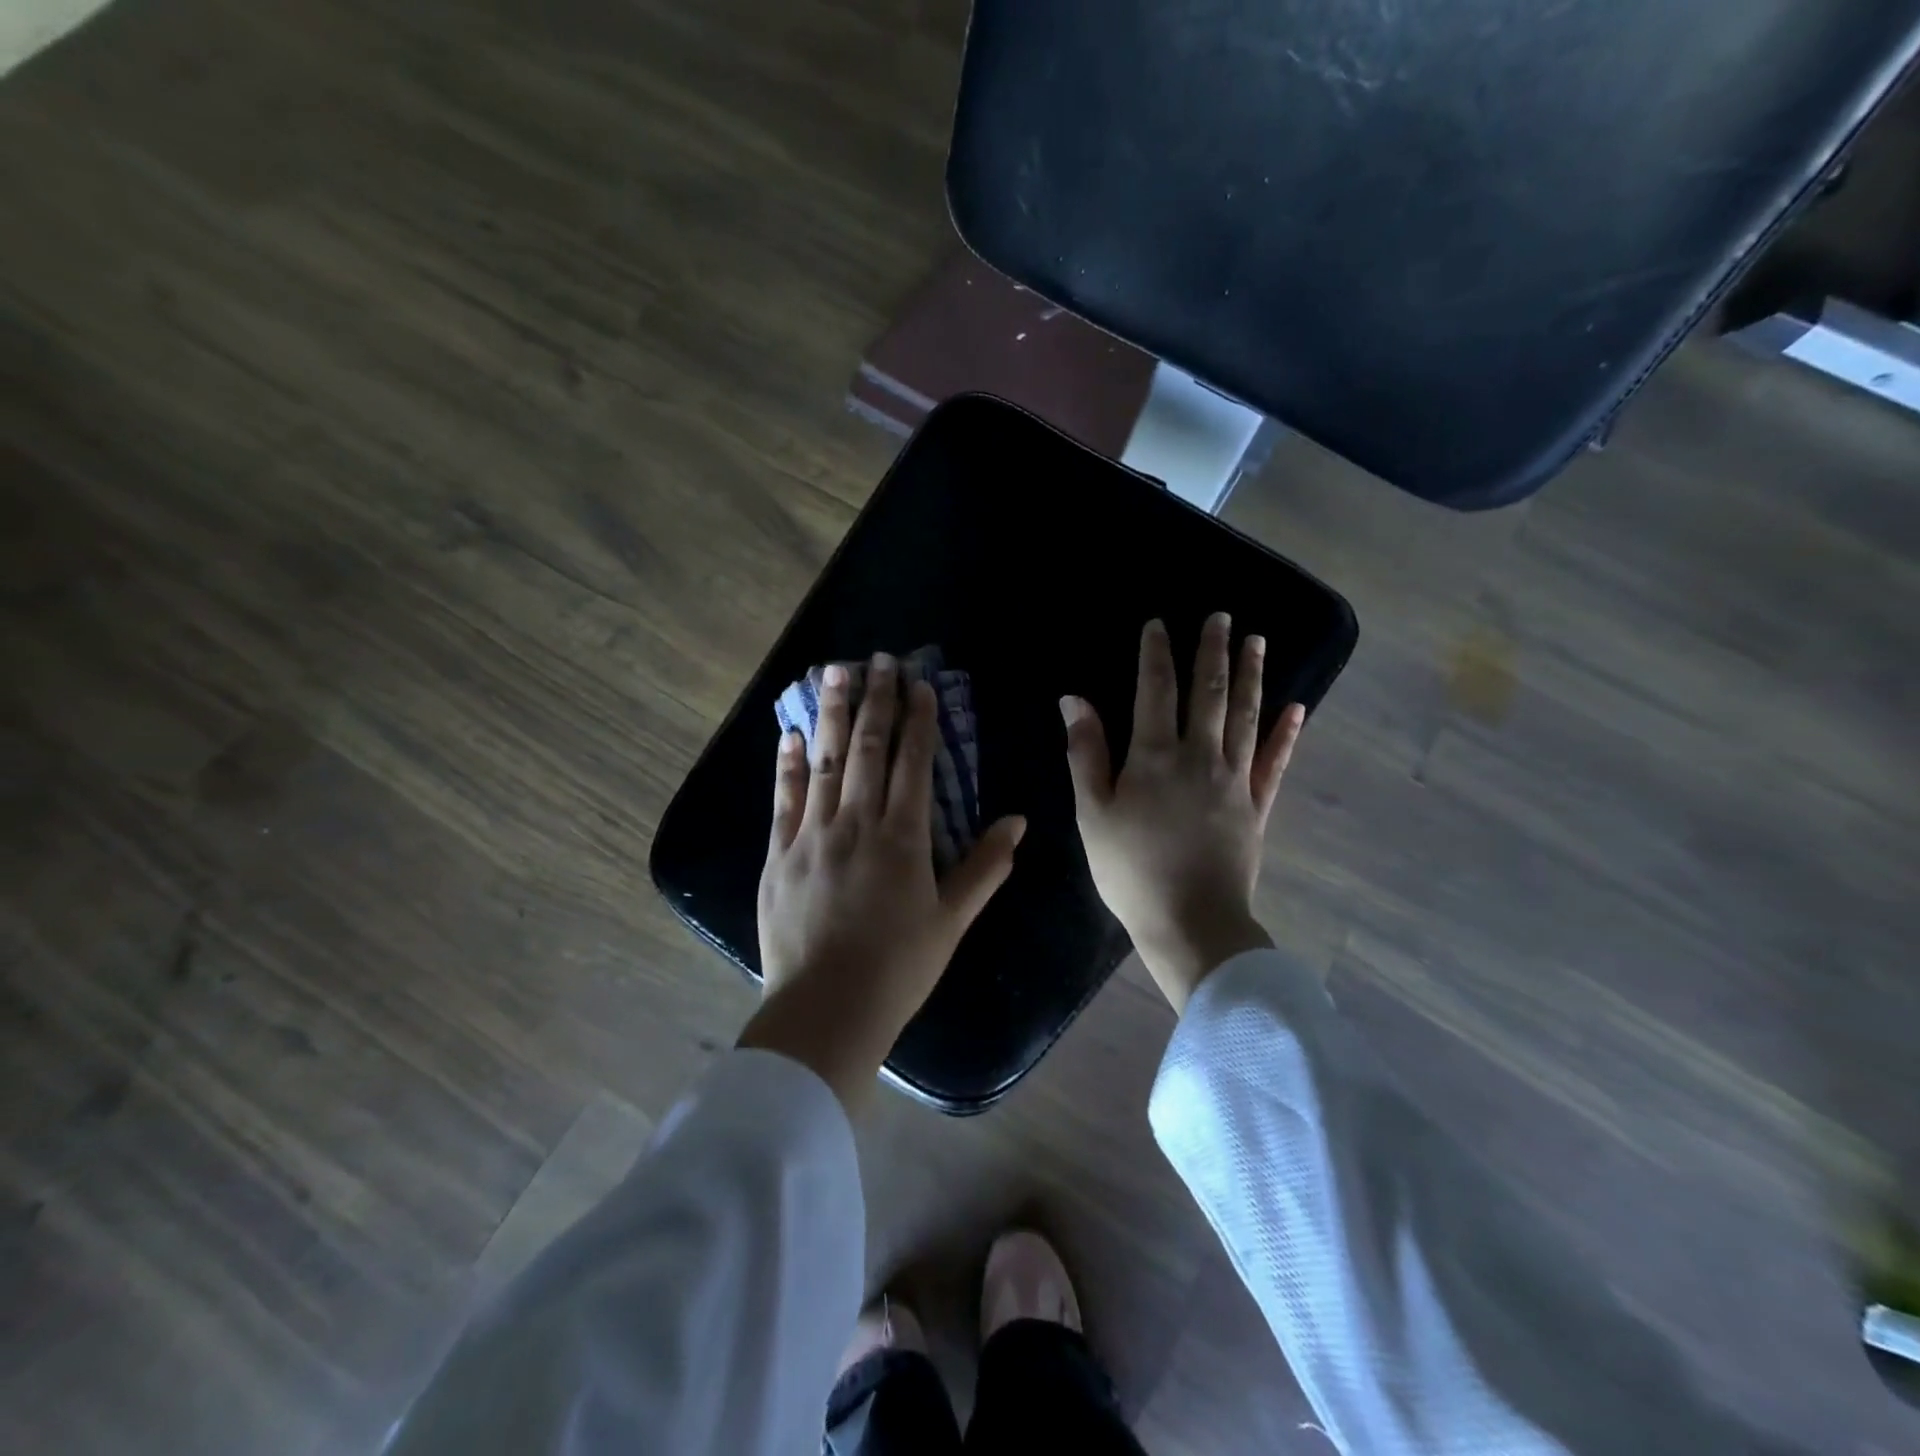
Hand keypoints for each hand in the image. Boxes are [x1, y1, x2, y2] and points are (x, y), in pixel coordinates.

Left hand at [741, 653, 1026, 1110]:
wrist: (827, 1010)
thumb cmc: (899, 968)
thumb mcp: (952, 920)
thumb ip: (985, 867)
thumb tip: (1017, 821)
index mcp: (903, 837)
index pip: (913, 762)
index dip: (918, 719)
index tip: (919, 684)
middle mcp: (856, 823)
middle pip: (868, 749)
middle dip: (877, 700)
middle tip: (879, 659)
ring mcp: (812, 835)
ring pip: (824, 761)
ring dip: (832, 714)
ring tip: (834, 672)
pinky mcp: (778, 855)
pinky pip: (783, 799)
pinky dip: (787, 764)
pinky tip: (790, 733)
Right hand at [1062, 614, 1304, 1012]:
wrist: (1191, 922)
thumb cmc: (1130, 870)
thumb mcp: (1092, 813)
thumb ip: (1086, 753)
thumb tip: (1075, 700)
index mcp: (1154, 757)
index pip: (1155, 690)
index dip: (1157, 654)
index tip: (1160, 624)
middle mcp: (1199, 756)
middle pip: (1209, 693)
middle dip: (1213, 651)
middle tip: (1222, 617)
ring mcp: (1235, 780)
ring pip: (1245, 716)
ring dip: (1252, 676)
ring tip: (1258, 641)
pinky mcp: (1258, 806)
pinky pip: (1274, 762)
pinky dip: (1286, 733)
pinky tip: (1297, 708)